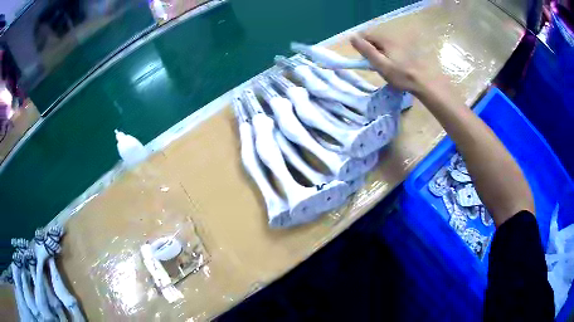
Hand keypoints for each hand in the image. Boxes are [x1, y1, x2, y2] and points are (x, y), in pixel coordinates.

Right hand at [350, 34, 423, 93]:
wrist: (424, 82)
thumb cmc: (401, 75)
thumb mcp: (380, 64)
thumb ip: (366, 50)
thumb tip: (352, 36)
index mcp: (385, 39)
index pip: (366, 35)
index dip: (361, 46)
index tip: (364, 59)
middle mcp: (393, 38)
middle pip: (375, 40)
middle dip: (371, 50)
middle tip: (375, 66)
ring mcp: (402, 43)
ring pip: (384, 45)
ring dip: (380, 53)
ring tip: (385, 68)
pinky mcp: (408, 50)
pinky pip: (392, 49)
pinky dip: (389, 55)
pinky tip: (395, 67)